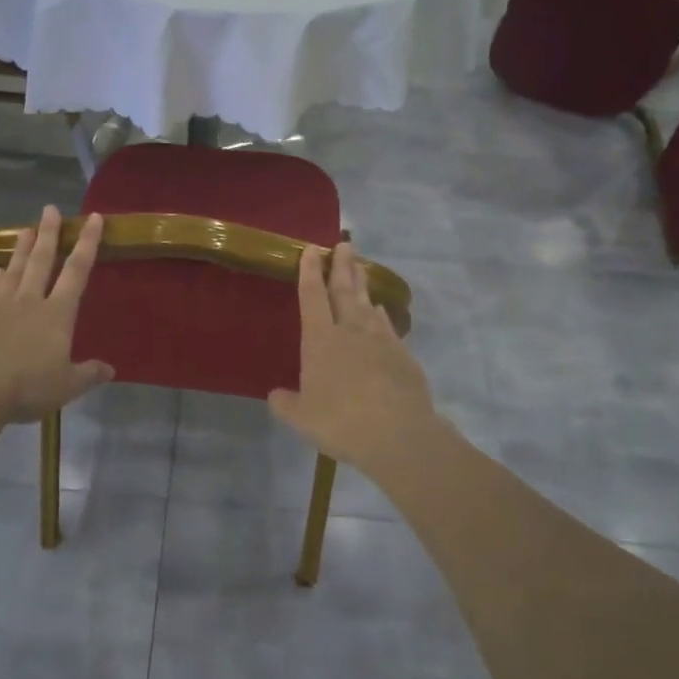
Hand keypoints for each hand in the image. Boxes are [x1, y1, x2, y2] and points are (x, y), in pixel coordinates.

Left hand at [0, 206, 114, 422]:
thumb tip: (110, 370)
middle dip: (49, 233)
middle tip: (50, 209)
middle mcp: (30, 300)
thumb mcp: (67, 385)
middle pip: (42, 260)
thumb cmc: (28, 386)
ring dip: (22, 248)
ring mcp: (1, 306)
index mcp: (58, 313)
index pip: (77, 271)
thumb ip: (88, 374)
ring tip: (27, 228)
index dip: (87, 243)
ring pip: (15, 268)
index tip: (93, 218)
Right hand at [268, 242, 440, 473]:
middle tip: (344, 244)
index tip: (311, 249)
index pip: (312, 296)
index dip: (310, 272)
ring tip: (360, 268)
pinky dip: (381, 314)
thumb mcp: (302, 418)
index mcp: (320, 340)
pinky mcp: (403, 354)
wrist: (397, 434)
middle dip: (342, 266)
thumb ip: (286, 404)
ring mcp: (380, 339)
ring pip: (369, 303)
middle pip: (344, 290)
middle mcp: (350, 330)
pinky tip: (381, 312)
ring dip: (363, 284)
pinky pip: (387, 326)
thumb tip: (275, 395)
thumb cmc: (340, 422)